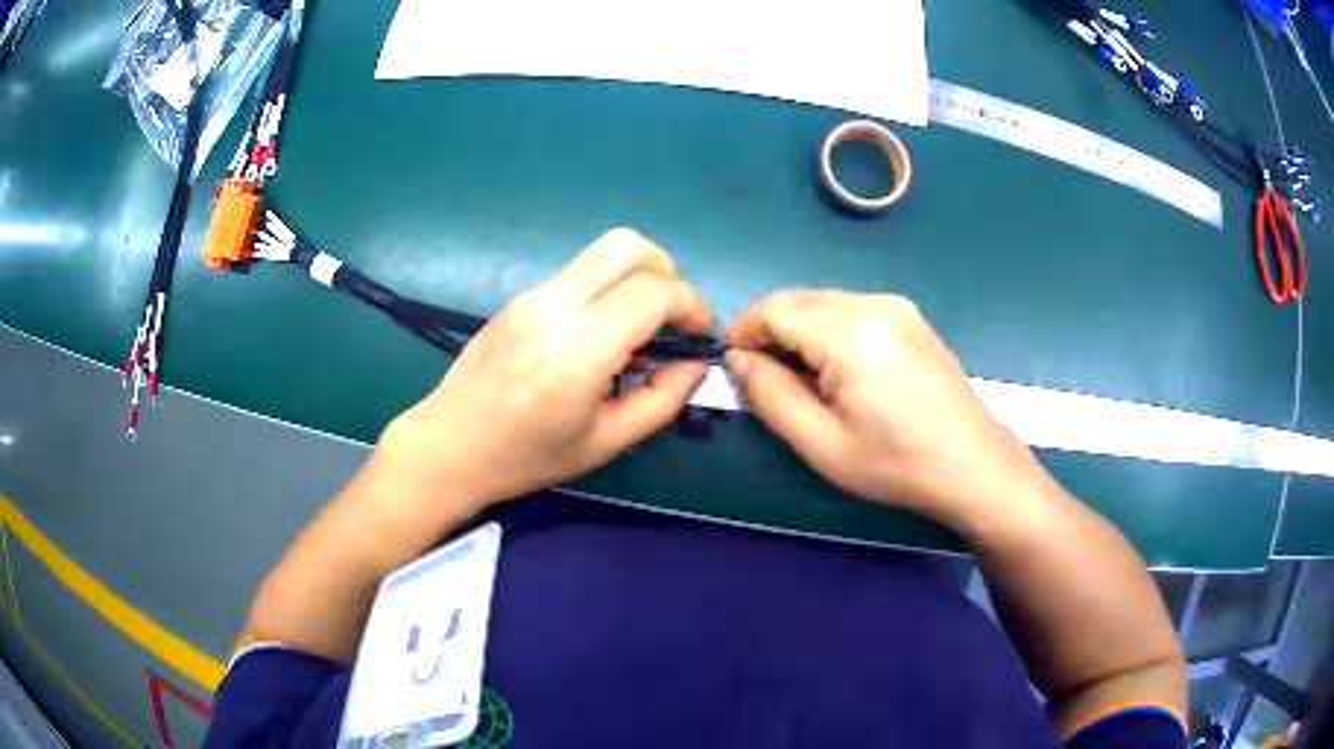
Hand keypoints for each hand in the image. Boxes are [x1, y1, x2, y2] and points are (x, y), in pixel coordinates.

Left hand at [373, 228, 712, 518]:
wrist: (449, 446)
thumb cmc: (526, 457)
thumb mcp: (606, 443)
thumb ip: (662, 401)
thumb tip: (695, 366)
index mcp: (578, 349)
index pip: (654, 292)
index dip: (692, 306)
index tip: (699, 335)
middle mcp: (554, 306)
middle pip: (628, 246)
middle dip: (667, 272)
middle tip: (672, 317)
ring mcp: (532, 295)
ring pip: (602, 254)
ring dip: (636, 279)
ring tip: (637, 331)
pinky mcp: (520, 297)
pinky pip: (578, 275)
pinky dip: (606, 291)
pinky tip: (598, 338)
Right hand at [725, 290, 1050, 525]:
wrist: (971, 464)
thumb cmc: (895, 463)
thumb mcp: (821, 444)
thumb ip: (771, 395)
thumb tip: (740, 359)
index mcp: (851, 333)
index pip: (775, 308)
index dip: (745, 330)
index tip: (734, 364)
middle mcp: (873, 304)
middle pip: (799, 299)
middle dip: (772, 331)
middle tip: (768, 379)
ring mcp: (897, 306)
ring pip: (825, 302)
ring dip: (801, 331)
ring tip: (807, 380)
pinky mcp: (910, 315)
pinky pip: (852, 309)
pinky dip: (830, 330)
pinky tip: (842, 370)